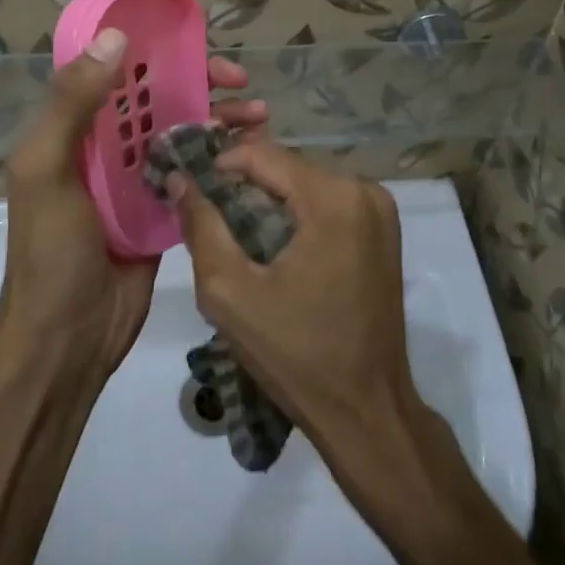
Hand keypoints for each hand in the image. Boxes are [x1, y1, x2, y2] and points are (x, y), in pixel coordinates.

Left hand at [0, 35, 265, 382]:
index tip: (197, 47)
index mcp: (73, 128)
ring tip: (261, 118)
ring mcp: (135, 179)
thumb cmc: (52, 251)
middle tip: (242, 83)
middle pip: (157, 99)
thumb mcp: (47, 170)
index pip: (116, 71)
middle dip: (200, 84)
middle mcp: (104, 146)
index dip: (156, 52)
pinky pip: (193, 173)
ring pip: (181, 132)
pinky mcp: (161, 210)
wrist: (68, 338)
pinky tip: (252, 155)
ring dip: (219, 119)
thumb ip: (71, 104)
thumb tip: (115, 37)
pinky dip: (220, 159)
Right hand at [169, 141, 412, 455]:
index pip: (261, 153)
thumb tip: (181, 179)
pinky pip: (326, 203)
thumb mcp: (229, 293)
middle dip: (243, 186)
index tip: (190, 192)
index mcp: (332, 198)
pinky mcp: (382, 230)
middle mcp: (364, 190)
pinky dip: (295, 215)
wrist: (367, 411)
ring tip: (237, 238)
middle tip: (209, 220)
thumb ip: (201, 227)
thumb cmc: (296, 354)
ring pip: (304, 183)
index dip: (218, 166)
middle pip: (285, 167)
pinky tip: (275, 250)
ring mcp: (379, 209)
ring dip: (268, 201)